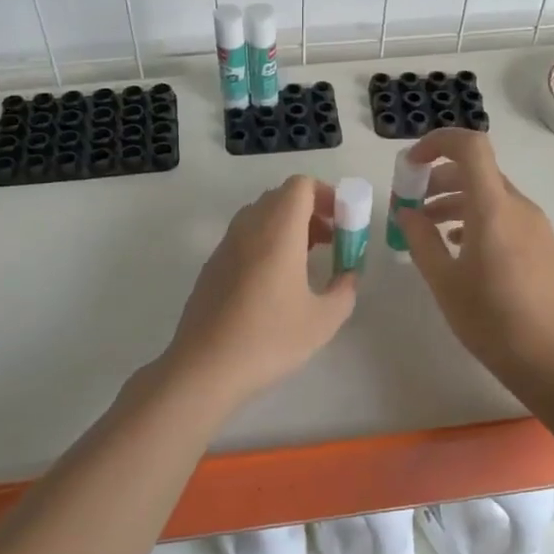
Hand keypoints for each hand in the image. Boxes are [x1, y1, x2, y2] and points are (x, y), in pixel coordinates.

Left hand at [156, 176, 357, 411]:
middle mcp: (248, 228)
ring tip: (307, 261)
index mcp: (277, 230)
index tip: (343, 222)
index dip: (327, 194)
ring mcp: (225, 246)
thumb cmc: (269, 339)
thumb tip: (348, 275)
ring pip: (261, 216)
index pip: (300, 186)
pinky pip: (245, 237)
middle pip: (281, 197)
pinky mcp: (212, 266)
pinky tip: (276, 283)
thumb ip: (344, 290)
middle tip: (332, 241)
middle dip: (311, 211)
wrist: (204, 368)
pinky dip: (267, 242)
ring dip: (288, 226)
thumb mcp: (323, 320)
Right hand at [394, 128, 553, 392]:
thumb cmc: (493, 322)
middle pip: (477, 170)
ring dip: (455, 200)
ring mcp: (536, 225)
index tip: (410, 165)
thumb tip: (407, 212)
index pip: (471, 146)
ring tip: (427, 228)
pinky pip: (505, 215)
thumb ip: (421, 240)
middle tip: (410, 204)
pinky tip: (459, 248)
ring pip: (490, 194)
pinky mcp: (543, 245)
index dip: (437, 142)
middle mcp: (518, 206)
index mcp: (493, 208)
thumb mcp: (445, 282)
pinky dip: (476, 217)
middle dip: (438, 178)